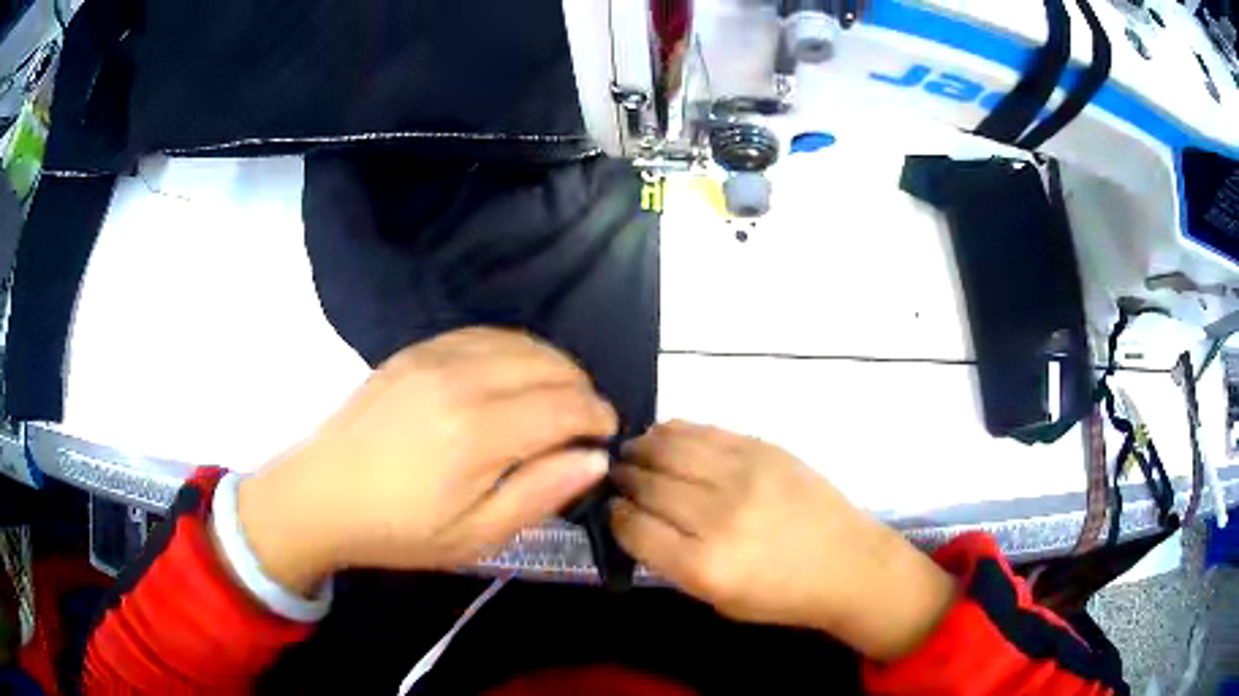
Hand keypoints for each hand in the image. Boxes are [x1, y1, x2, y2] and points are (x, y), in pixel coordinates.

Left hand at [235, 328, 616, 593]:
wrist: (322, 494)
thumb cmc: (399, 529)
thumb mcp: (475, 536)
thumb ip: (540, 494)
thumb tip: (595, 459)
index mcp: (478, 433)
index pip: (565, 406)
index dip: (597, 417)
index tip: (606, 436)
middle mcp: (461, 380)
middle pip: (549, 365)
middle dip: (581, 389)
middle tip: (583, 422)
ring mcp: (434, 357)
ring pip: (520, 342)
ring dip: (552, 366)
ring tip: (556, 398)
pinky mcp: (415, 350)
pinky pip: (483, 334)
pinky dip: (514, 350)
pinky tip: (513, 376)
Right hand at [611, 422, 955, 660]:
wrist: (847, 563)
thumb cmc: (782, 595)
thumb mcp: (717, 599)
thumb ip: (673, 561)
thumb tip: (636, 520)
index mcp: (704, 566)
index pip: (634, 528)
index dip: (615, 516)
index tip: (613, 509)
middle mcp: (719, 516)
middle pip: (648, 485)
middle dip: (623, 479)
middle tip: (615, 477)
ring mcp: (744, 475)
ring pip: (671, 448)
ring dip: (643, 448)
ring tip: (633, 452)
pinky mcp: (764, 449)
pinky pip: (706, 431)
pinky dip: (676, 431)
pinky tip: (664, 436)